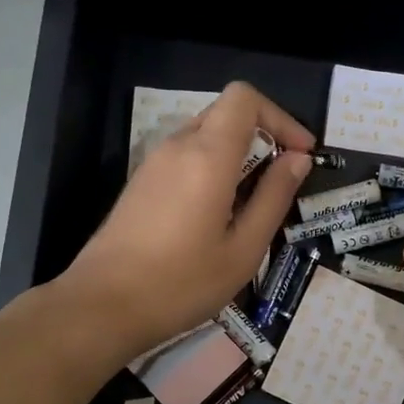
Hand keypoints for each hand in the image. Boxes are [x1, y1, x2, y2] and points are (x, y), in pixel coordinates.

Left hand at [62, 82, 313, 360]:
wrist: (102, 306)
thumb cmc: (181, 283)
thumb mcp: (244, 249)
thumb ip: (274, 197)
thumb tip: (298, 159)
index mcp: (207, 156)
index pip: (244, 97)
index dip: (279, 117)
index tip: (300, 154)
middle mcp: (178, 146)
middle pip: (227, 113)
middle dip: (263, 135)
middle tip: (284, 179)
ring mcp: (154, 163)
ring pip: (206, 135)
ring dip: (238, 154)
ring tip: (254, 203)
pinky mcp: (141, 183)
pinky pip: (186, 157)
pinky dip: (213, 168)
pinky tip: (219, 215)